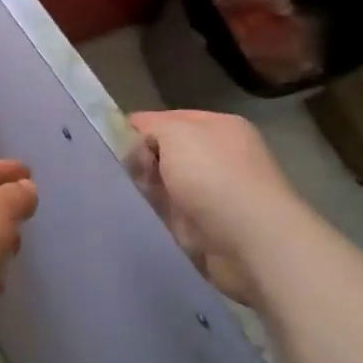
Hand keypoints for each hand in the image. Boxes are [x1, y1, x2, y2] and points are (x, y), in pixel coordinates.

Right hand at [128, 110, 303, 309]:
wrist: (252, 243)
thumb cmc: (214, 177)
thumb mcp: (176, 134)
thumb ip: (150, 128)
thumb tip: (136, 137)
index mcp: (219, 127)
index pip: (168, 119)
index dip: (139, 128)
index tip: (110, 143)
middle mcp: (220, 156)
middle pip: (166, 153)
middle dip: (141, 161)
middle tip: (118, 172)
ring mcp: (215, 194)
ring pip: (165, 185)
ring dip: (146, 190)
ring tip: (122, 195)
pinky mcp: (208, 227)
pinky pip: (170, 214)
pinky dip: (155, 216)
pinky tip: (137, 216)